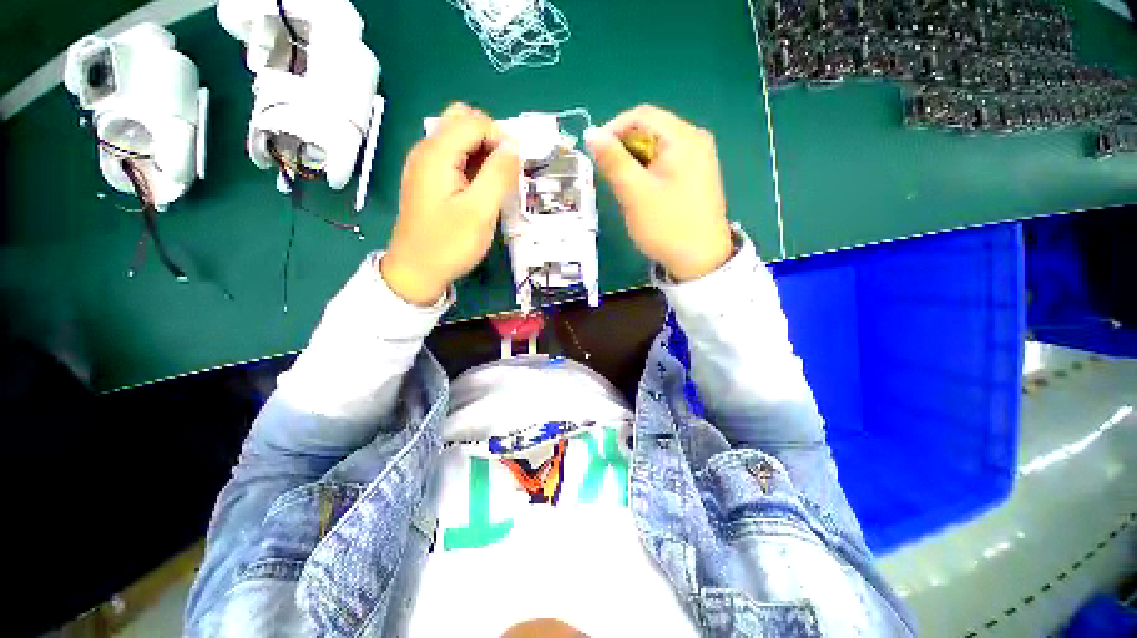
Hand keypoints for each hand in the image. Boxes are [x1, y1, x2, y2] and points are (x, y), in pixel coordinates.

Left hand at [381, 103, 519, 304]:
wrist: (417, 271)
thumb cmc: (449, 244)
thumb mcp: (480, 212)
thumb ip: (498, 175)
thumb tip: (514, 146)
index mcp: (436, 153)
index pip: (474, 121)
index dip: (500, 138)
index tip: (515, 168)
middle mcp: (426, 150)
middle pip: (463, 121)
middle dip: (491, 139)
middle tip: (506, 172)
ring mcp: (425, 165)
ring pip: (459, 139)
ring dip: (484, 153)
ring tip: (498, 184)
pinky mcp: (429, 180)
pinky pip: (454, 158)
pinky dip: (473, 165)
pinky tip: (482, 190)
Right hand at [586, 105, 731, 281]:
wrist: (701, 261)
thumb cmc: (667, 226)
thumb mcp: (635, 193)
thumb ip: (613, 160)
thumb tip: (591, 133)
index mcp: (683, 138)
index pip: (641, 115)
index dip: (613, 128)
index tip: (594, 152)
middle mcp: (695, 141)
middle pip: (651, 131)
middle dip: (624, 149)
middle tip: (609, 176)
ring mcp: (698, 160)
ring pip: (656, 150)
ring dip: (634, 164)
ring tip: (624, 189)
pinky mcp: (696, 177)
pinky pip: (666, 164)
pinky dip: (648, 173)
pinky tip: (642, 194)